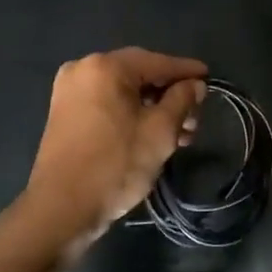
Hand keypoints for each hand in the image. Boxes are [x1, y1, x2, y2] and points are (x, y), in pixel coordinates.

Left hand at [19, 48, 206, 259]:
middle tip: (196, 117)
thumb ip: (181, 100)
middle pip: (139, 75)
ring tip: (180, 134)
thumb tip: (194, 84)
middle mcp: (83, 69)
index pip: (157, 62)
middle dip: (170, 95)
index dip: (186, 71)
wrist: (61, 209)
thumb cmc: (115, 165)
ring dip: (152, 108)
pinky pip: (106, 103)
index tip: (210, 77)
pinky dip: (130, 113)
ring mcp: (69, 91)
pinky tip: (152, 133)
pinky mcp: (64, 113)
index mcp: (105, 66)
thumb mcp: (160, 131)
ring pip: (123, 92)